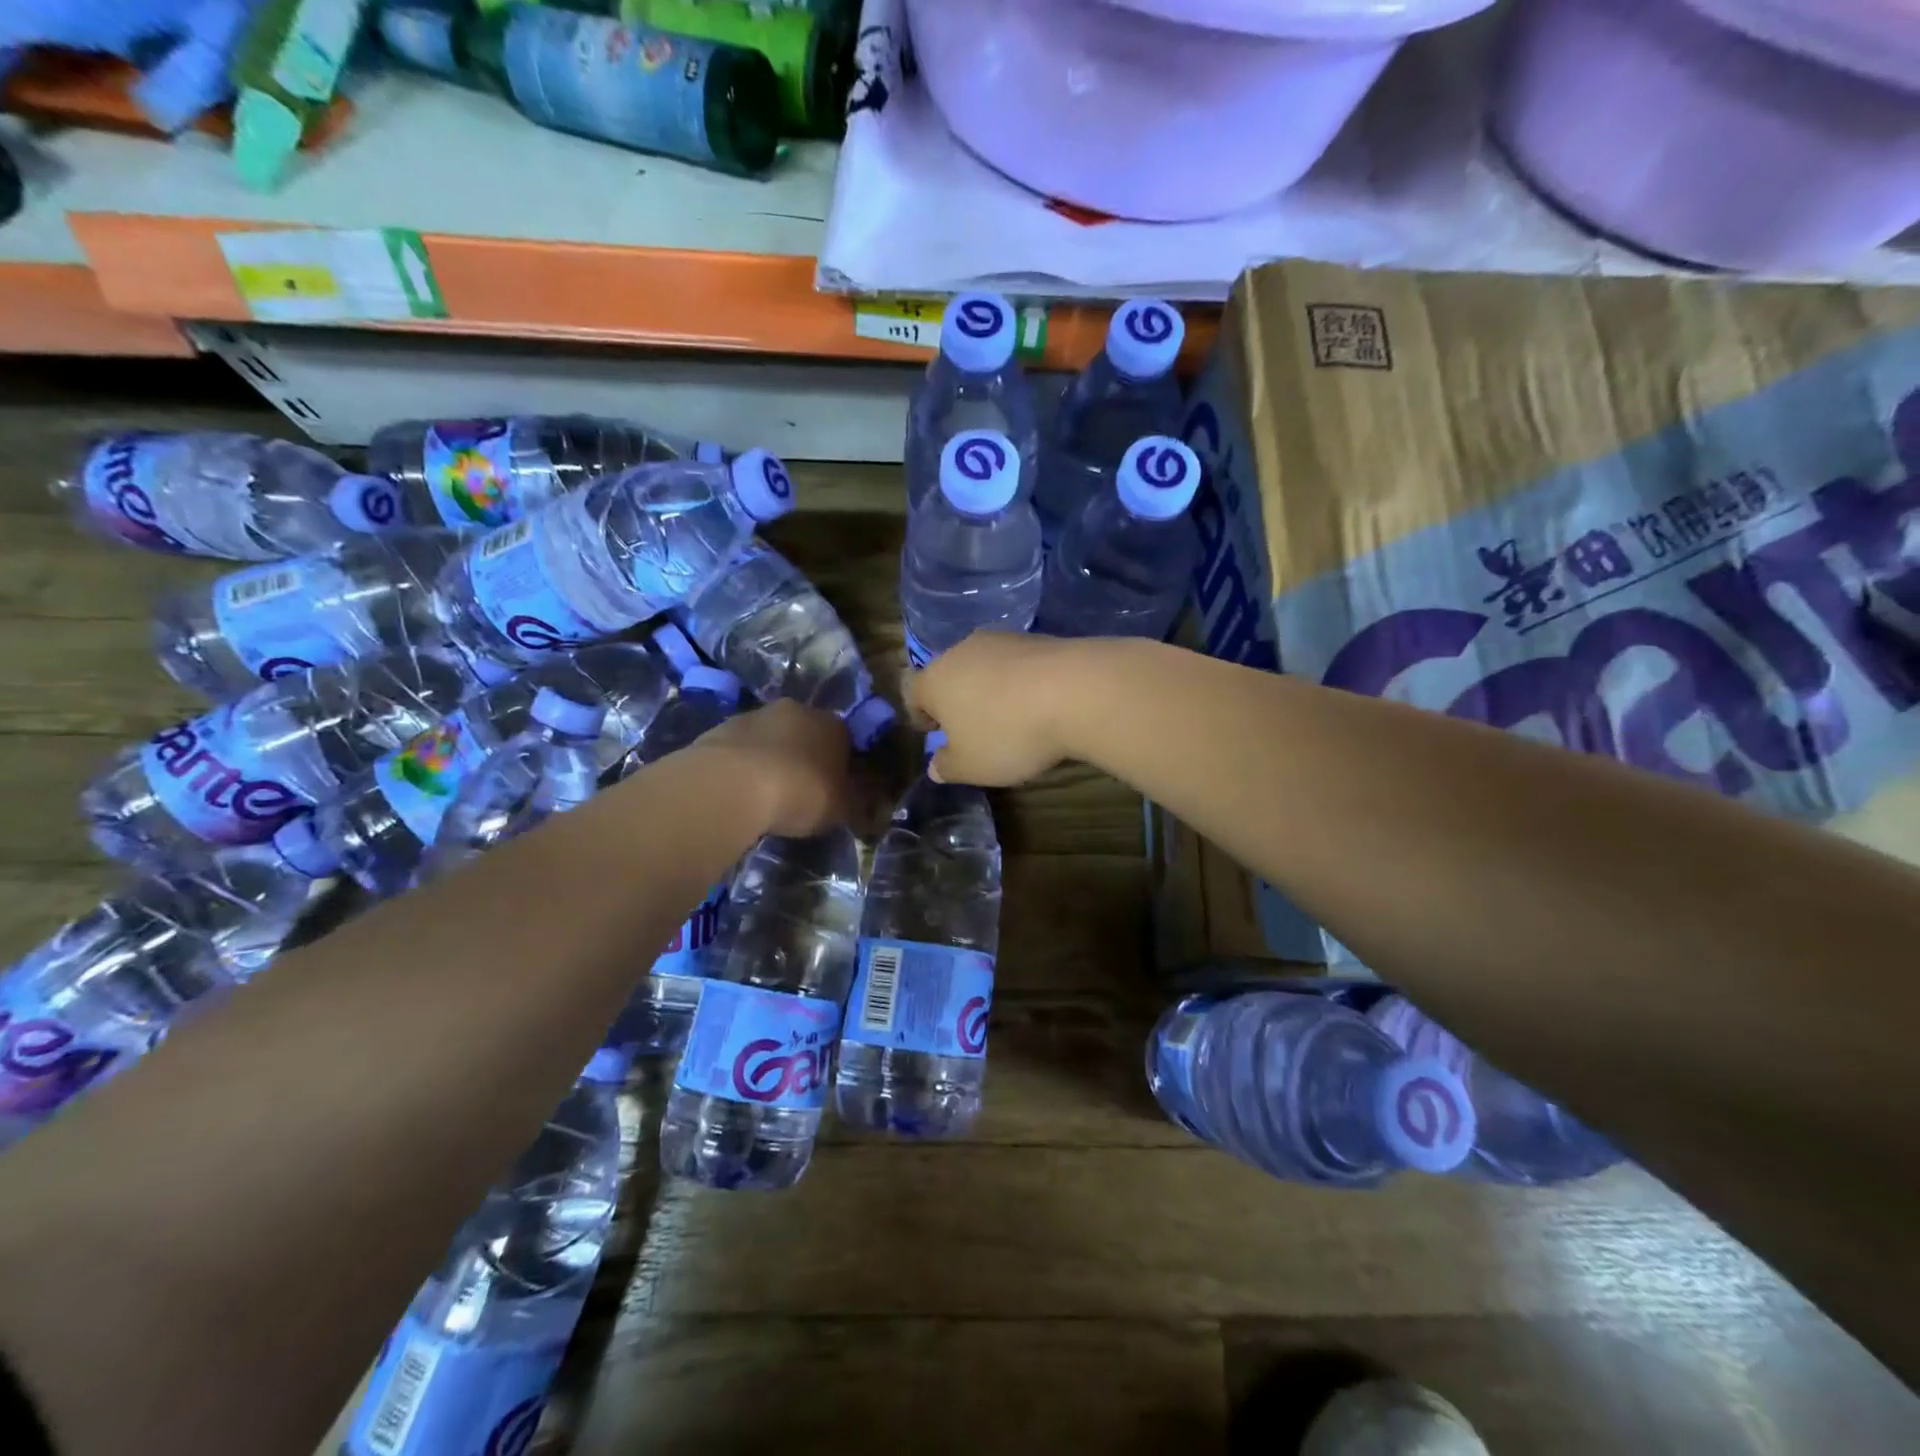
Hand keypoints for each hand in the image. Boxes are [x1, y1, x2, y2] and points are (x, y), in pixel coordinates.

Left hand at [691, 699, 852, 836]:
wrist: (733, 784)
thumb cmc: (800, 793)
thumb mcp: (841, 809)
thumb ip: (855, 802)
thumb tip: (863, 800)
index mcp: (834, 725)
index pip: (846, 741)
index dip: (842, 766)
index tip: (835, 789)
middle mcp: (798, 710)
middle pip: (807, 733)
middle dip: (805, 757)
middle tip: (800, 790)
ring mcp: (756, 715)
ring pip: (772, 737)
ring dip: (772, 757)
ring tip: (765, 792)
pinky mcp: (722, 727)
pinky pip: (742, 747)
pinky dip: (743, 764)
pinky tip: (739, 789)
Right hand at [905, 631, 1084, 786]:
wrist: (1075, 692)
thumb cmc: (1007, 734)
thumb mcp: (971, 767)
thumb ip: (947, 767)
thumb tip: (936, 766)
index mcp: (934, 680)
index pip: (911, 691)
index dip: (920, 713)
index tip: (935, 732)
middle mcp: (962, 651)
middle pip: (949, 674)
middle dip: (957, 699)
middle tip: (974, 728)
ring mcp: (1002, 640)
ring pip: (984, 666)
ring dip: (991, 688)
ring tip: (1012, 717)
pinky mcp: (1038, 638)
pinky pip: (1018, 663)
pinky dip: (1022, 681)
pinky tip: (1040, 703)